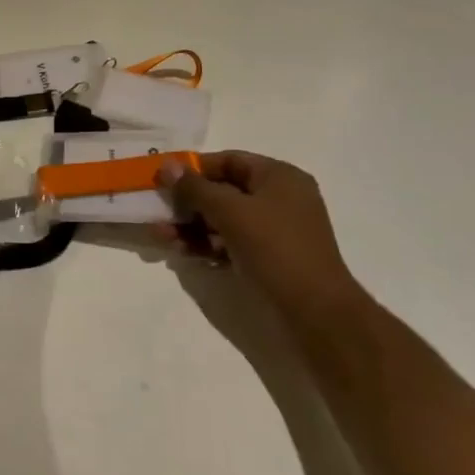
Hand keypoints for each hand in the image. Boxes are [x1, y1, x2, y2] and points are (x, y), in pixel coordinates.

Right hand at [157, 152, 360, 319]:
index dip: (194, 168)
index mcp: (279, 177)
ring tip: (162, 236)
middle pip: (223, 191)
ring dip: (191, 226)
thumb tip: (167, 166)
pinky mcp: (268, 258)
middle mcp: (278, 198)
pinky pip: (230, 242)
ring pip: (223, 219)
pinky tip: (181, 252)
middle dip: (188, 202)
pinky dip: (206, 245)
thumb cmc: (275, 248)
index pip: (229, 160)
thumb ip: (195, 188)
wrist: (315, 313)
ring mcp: (274, 230)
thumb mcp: (230, 211)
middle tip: (158, 211)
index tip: (163, 179)